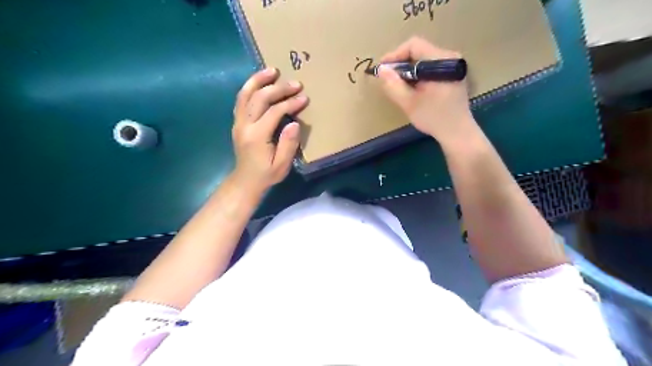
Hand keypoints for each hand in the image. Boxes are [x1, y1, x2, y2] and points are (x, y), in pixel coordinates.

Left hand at [232, 67, 308, 192]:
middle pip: (259, 98)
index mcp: (257, 136)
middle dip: (278, 88)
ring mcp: (238, 122)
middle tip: (295, 83)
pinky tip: (260, 82)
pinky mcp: (237, 122)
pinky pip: (241, 99)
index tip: (304, 98)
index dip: (290, 103)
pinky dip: (250, 87)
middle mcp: (244, 125)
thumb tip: (294, 124)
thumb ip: (288, 145)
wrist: (245, 181)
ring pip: (245, 94)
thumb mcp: (281, 165)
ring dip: (258, 80)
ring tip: (272, 70)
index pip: (274, 112)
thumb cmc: (266, 174)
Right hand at [377, 35, 477, 145]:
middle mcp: (450, 57)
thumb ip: (394, 85)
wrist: (457, 132)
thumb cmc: (434, 118)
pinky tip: (412, 88)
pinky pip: (430, 67)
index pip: (414, 45)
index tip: (383, 69)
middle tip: (389, 79)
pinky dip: (418, 74)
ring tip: (398, 84)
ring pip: (424, 59)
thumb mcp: (409, 103)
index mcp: (441, 61)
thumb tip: (381, 70)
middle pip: (419, 51)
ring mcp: (453, 65)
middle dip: (401, 64)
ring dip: (409, 70)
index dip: (395, 55)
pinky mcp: (452, 74)